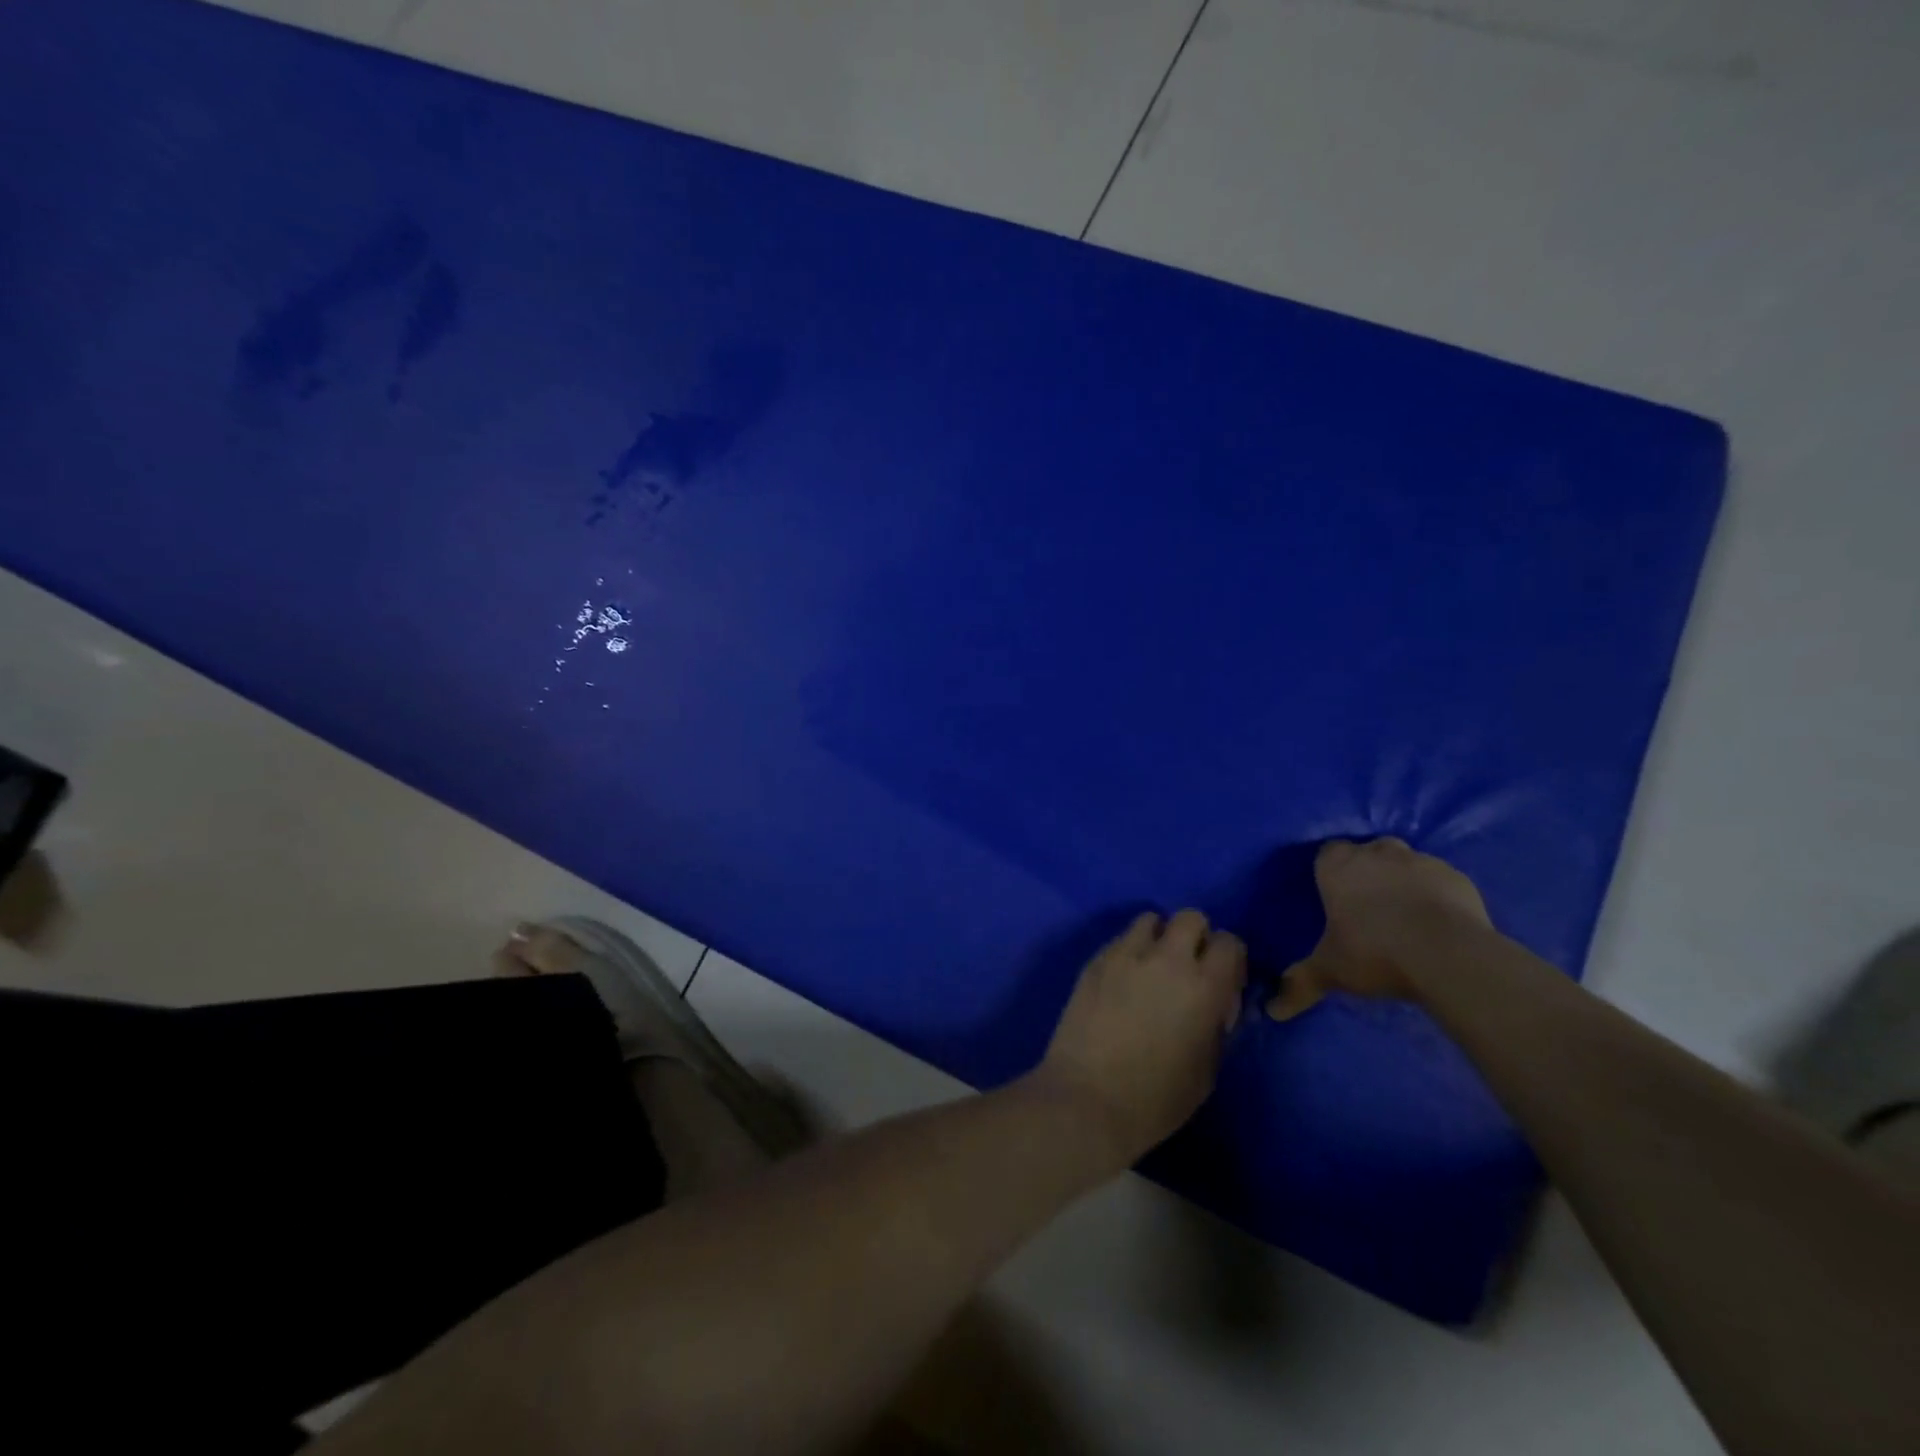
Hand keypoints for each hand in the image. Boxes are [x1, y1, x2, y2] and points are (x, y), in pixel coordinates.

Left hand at [1038, 910, 1246, 1165]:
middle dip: (1195, 937)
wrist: (1088, 1099)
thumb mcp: (1207, 1069)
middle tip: (1187, 968)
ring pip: (1150, 920)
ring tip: (1151, 969)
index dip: (1229, 959)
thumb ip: (1215, 1024)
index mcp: (1204, 987)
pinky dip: (1129, 951)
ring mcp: (1125, 955)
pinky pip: (1120, 940)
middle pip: (1190, 917)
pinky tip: (1122, 982)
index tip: (1222, 981)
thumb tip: (1215, 1004)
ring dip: (1158, 938)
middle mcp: (1167, 959)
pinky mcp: (1095, 961)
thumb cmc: (1156, 1098)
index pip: (1230, 943)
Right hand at [1268, 838, 1489, 1020]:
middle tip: (1367, 905)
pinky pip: (1439, 880)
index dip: (1330, 871)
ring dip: (1402, 880)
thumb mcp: (1330, 971)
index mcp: (1337, 866)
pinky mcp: (1457, 877)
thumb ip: (1300, 984)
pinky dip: (1435, 894)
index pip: (1327, 853)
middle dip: (1368, 870)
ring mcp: (1420, 861)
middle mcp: (1376, 853)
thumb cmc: (1375, 952)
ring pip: (1404, 862)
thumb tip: (1272, 1011)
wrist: (1449, 955)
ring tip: (1404, 915)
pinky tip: (1437, 922)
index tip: (1334, 895)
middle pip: (1368, 852)